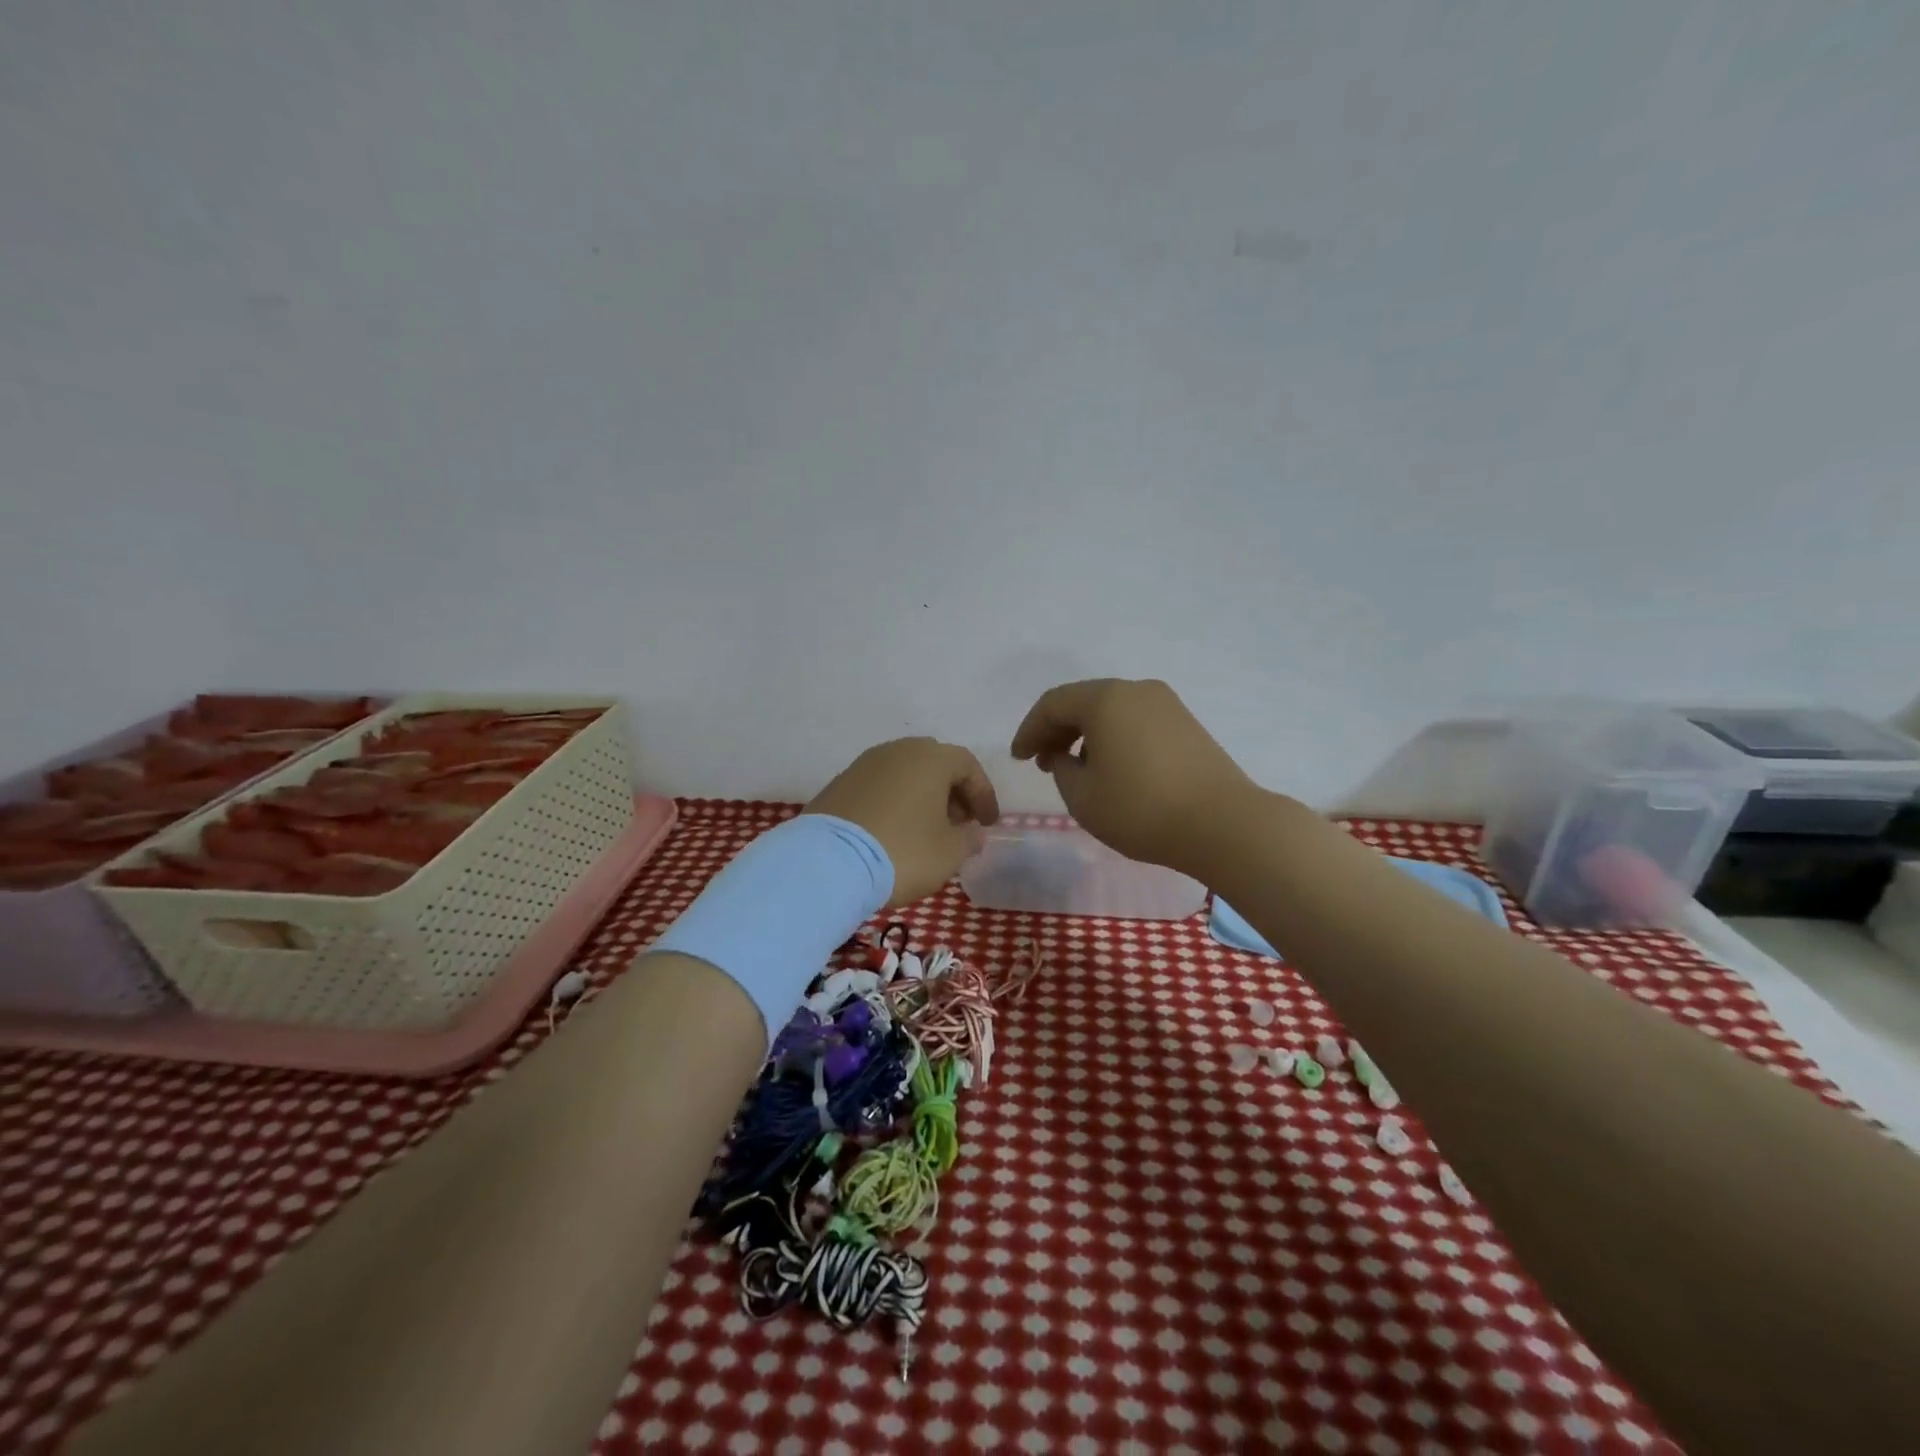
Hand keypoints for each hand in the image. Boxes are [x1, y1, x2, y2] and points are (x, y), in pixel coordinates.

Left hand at [805, 738, 1000, 906]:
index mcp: (930, 758)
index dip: (983, 794)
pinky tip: (893, 831)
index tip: (988, 823)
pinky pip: (878, 787)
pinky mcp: (839, 784)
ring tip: (926, 829)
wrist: (828, 863)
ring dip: (922, 796)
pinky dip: (894, 802)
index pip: (968, 766)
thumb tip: (973, 832)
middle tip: (959, 823)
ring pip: (904, 773)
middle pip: (935, 764)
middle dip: (952, 792)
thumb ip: (969, 838)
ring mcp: (863, 765)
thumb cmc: (903, 852)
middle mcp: (897, 750)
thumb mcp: (949, 853)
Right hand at [1010, 678, 1255, 875]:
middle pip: (1083, 701)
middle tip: (1041, 761)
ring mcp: (1166, 704)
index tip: (1017, 758)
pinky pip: (1136, 720)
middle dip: (1056, 730)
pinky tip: (1112, 768)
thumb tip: (1063, 757)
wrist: (1223, 824)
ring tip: (1075, 769)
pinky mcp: (1186, 723)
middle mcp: (1136, 690)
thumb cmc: (1141, 810)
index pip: (1053, 704)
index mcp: (1105, 700)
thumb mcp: (1083, 798)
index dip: (1029, 730)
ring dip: (1085, 734)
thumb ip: (1061, 771)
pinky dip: (1113, 737)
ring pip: (1111, 710)